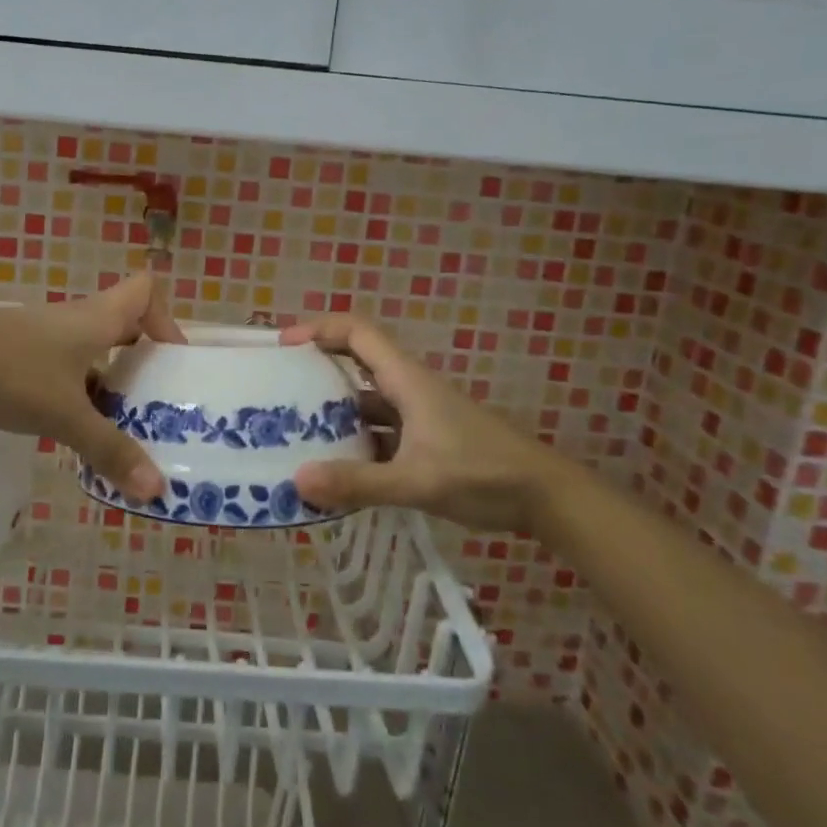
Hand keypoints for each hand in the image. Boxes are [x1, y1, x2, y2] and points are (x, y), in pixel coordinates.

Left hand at [0, 274, 184, 500]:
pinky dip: (72, 387)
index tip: (171, 361)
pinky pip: (59, 363)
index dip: (166, 319)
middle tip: (153, 402)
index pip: (145, 291)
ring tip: (115, 423)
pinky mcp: (11, 350)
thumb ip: (110, 450)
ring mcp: (38, 334)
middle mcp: (72, 319)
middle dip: (141, 359)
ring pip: (88, 348)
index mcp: (95, 319)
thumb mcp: (64, 416)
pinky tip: (63, 424)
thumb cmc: (8, 373)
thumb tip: (157, 489)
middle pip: (121, 323)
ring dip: (106, 379)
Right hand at [284, 315, 553, 532]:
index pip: (357, 332)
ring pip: (367, 400)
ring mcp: (419, 415)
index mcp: (406, 380)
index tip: (283, 345)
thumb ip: (359, 482)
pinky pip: (380, 430)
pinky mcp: (426, 440)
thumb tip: (298, 480)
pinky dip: (356, 440)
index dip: (319, 328)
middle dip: (317, 370)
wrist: (547, 498)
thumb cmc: (484, 475)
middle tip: (279, 390)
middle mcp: (409, 389)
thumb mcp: (417, 481)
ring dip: (335, 411)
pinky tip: (338, 468)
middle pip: (356, 362)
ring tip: (296, 431)